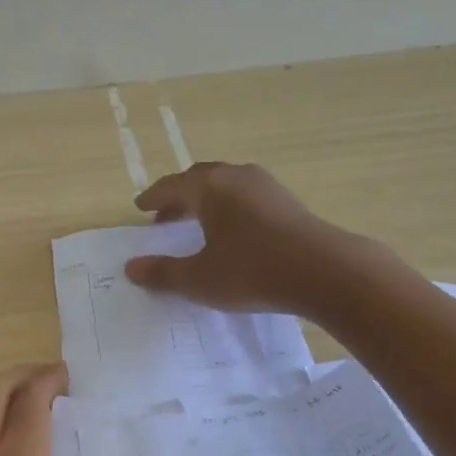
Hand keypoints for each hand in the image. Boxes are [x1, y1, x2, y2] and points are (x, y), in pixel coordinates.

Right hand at [124, 161, 352, 316]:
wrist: (324, 272)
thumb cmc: (252, 271)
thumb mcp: (199, 279)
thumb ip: (163, 273)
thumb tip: (131, 267)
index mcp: (209, 187)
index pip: (170, 186)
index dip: (152, 198)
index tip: (140, 208)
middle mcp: (235, 176)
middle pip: (198, 179)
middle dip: (178, 197)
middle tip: (165, 217)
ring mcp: (265, 185)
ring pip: (225, 185)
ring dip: (206, 201)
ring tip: (197, 224)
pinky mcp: (287, 201)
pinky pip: (246, 196)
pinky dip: (229, 207)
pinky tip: (233, 231)